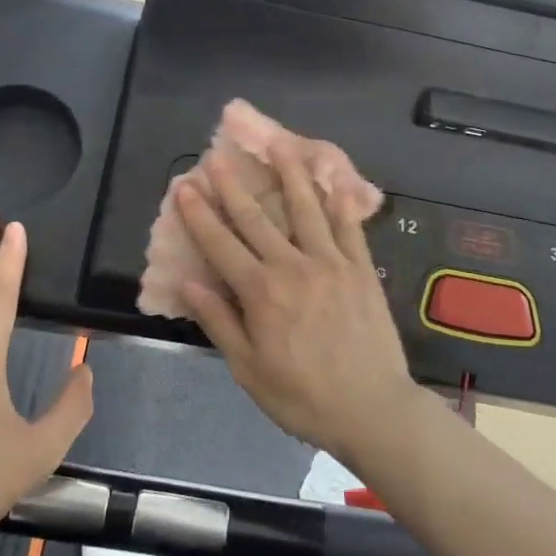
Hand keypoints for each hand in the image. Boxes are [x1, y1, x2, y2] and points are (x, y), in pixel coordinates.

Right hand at [174, 146, 420, 464]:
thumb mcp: (248, 369)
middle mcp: (293, 266)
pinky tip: (332, 180)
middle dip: (232, 187)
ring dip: (289, 175)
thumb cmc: (303, 396)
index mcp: (261, 292)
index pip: (220, 244)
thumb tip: (189, 281)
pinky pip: (348, 226)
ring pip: (305, 209)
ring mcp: (331, 263)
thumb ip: (219, 322)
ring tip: (279, 146)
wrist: (372, 409)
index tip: (183, 187)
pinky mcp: (361, 268)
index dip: (199, 214)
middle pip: (256, 218)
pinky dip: (338, 200)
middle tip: (216, 157)